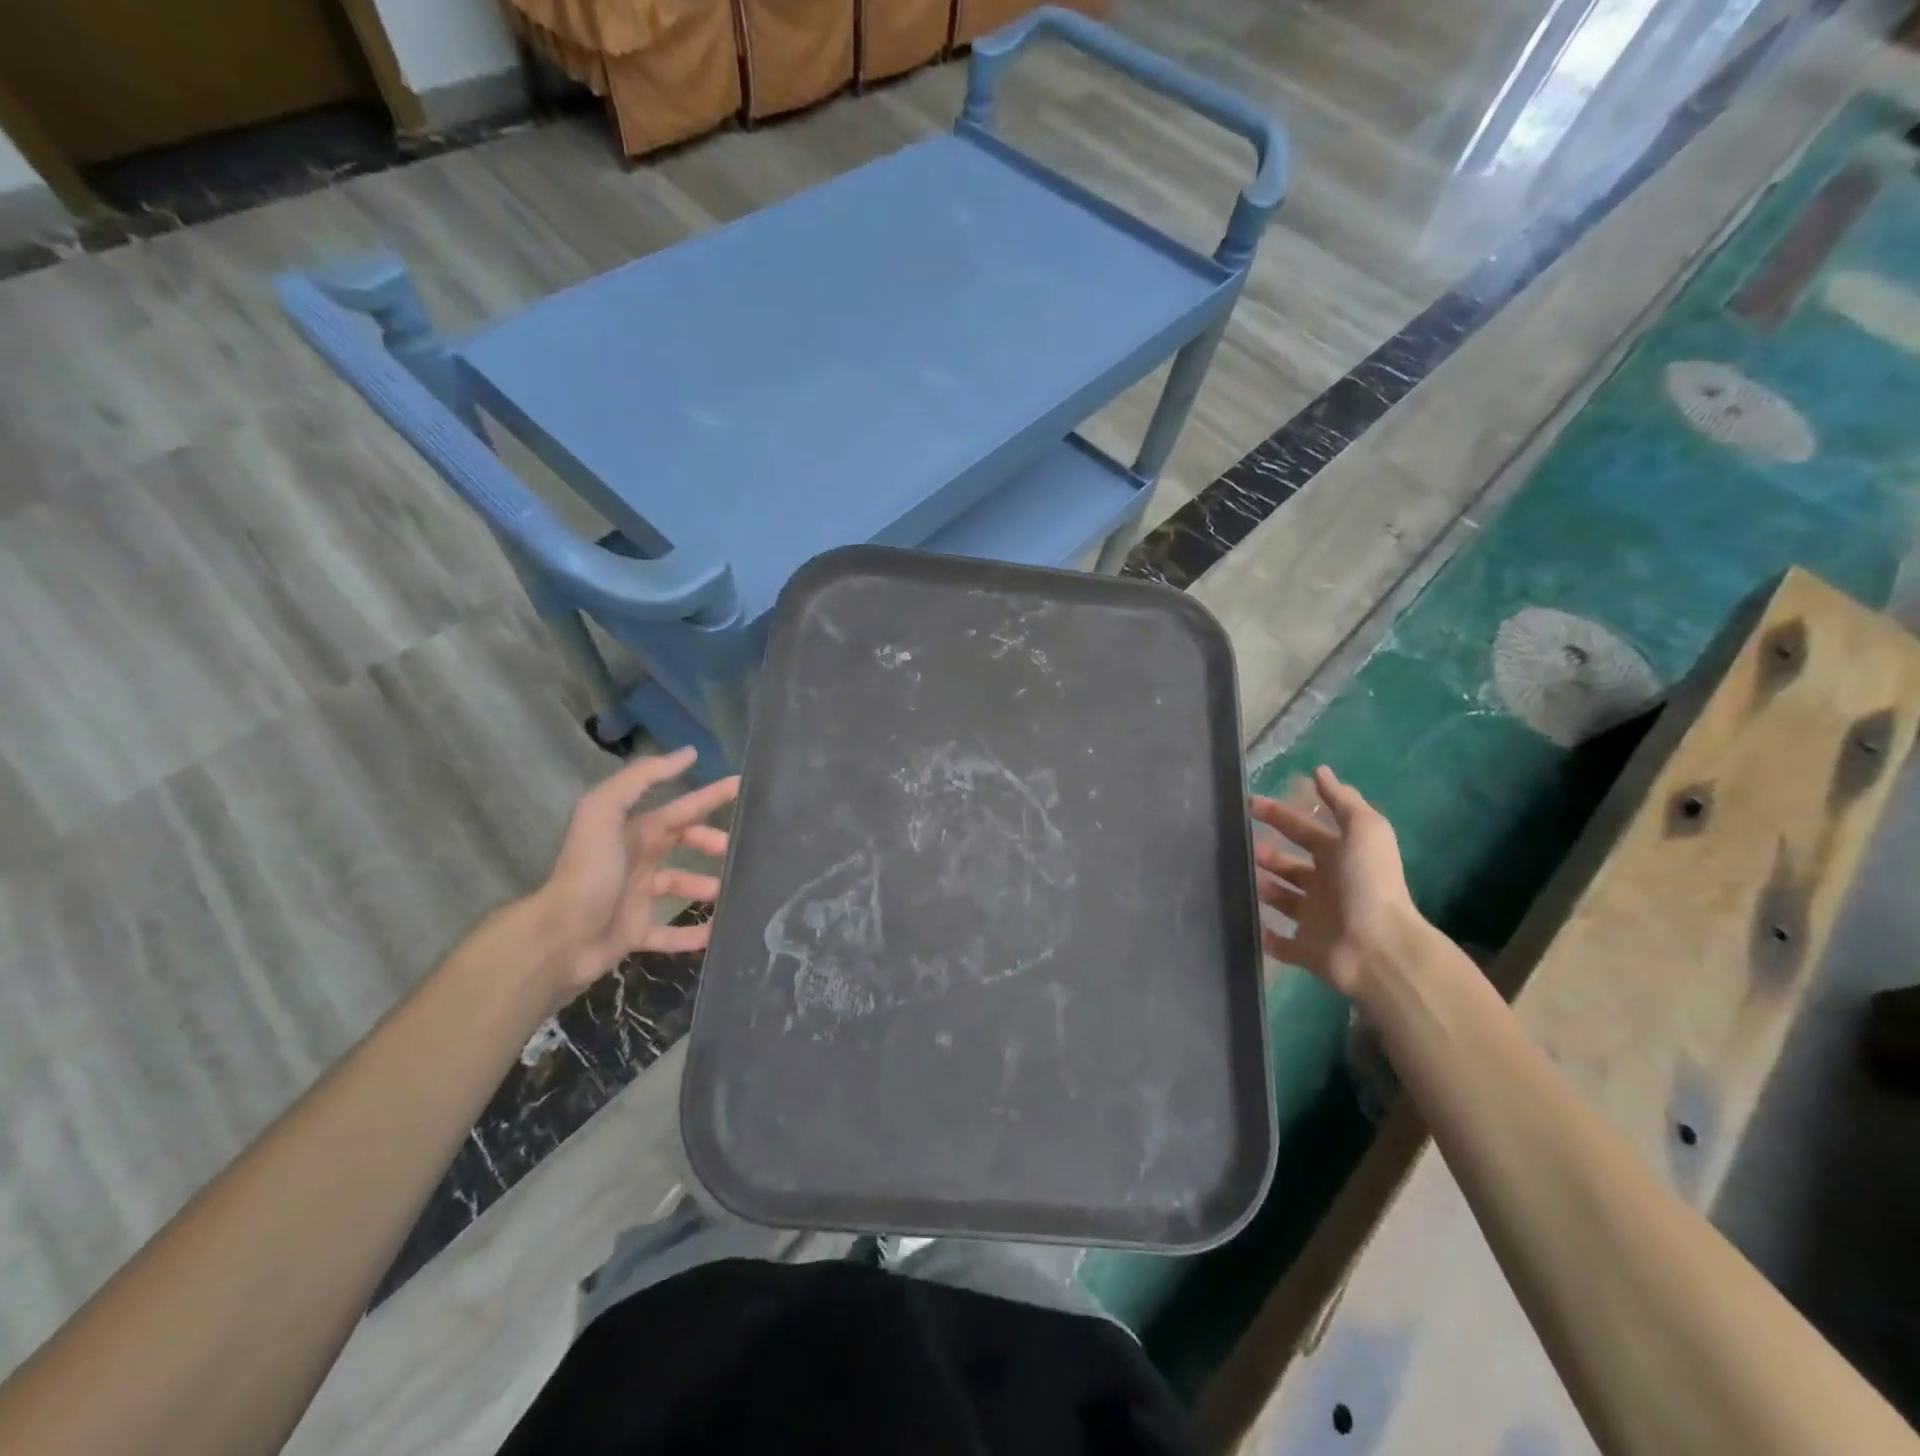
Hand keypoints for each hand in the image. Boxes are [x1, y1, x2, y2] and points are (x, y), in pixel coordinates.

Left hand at [525, 747, 738, 1007]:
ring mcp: (635, 898)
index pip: (679, 809)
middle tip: (739, 851)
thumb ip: (641, 778)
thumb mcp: (605, 811)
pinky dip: (694, 934)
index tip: (742, 788)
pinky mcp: (634, 933)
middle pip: (681, 843)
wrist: (559, 936)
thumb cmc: (589, 870)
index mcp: (632, 831)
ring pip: (680, 886)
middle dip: (711, 842)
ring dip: (707, 887)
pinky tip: (718, 933)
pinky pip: (670, 934)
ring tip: (732, 893)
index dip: (709, 796)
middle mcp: (635, 860)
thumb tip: (687, 754)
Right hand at [1250, 765, 1422, 1003]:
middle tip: (1235, 841)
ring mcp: (1314, 919)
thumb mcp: (1364, 830)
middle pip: (1290, 865)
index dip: (1278, 815)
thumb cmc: (1368, 883)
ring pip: (1281, 899)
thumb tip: (1320, 770)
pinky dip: (1262, 933)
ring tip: (1232, 875)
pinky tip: (1243, 920)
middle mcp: (1326, 886)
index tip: (1248, 803)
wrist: (1377, 947)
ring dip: (1261, 887)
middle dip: (1266, 852)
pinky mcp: (1304, 950)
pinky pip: (1278, 941)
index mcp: (1339, 857)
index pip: (1303, 830)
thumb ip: (1342, 800)